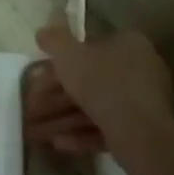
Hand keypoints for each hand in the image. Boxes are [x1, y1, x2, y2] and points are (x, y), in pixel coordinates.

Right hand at [25, 21, 172, 153]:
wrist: (139, 132)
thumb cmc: (102, 84)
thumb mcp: (69, 56)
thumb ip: (54, 41)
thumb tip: (43, 31)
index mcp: (128, 44)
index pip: (89, 50)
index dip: (59, 65)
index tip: (37, 80)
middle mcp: (140, 70)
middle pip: (90, 82)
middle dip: (55, 98)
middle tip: (31, 110)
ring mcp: (142, 103)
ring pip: (95, 108)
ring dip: (63, 119)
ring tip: (36, 133)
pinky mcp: (142, 131)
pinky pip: (106, 129)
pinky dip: (82, 134)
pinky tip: (58, 143)